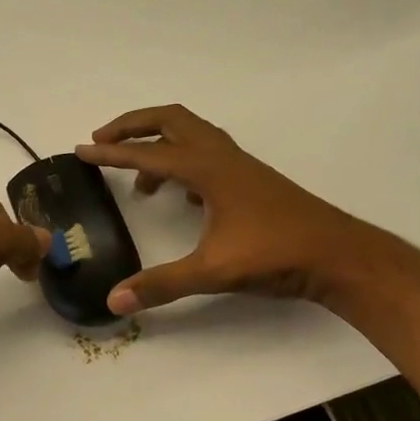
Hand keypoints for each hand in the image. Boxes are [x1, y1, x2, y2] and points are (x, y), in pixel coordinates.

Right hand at [76, 105, 367, 314]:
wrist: (339, 256)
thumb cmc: (276, 255)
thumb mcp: (213, 271)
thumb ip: (161, 285)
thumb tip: (113, 300)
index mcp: (208, 169)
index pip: (149, 153)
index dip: (110, 153)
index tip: (80, 151)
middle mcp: (222, 157)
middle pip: (171, 120)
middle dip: (132, 126)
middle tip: (101, 142)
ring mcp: (240, 166)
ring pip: (191, 136)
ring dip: (159, 145)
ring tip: (138, 181)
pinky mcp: (252, 181)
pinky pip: (208, 155)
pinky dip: (184, 163)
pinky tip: (183, 198)